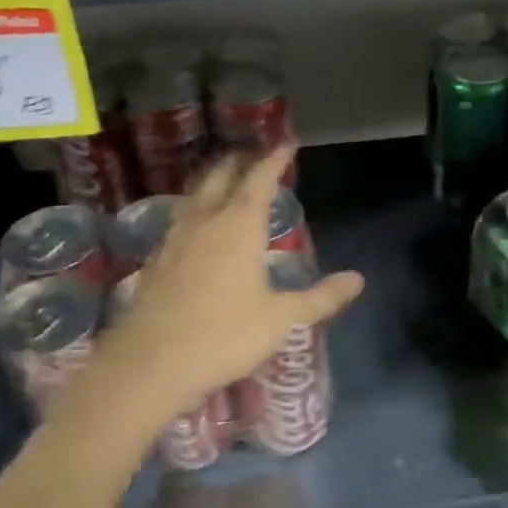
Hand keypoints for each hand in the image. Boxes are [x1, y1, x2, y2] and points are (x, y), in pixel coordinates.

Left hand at [82, 144, 363, 423]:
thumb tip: (357, 279)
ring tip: (226, 183)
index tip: (286, 143)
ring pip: (194, 196)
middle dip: (238, 162)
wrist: (150, 364)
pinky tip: (197, 228)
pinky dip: (195, 210)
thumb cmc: (223, 335)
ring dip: (213, 183)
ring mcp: (174, 240)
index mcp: (238, 226)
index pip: (259, 180)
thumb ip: (320, 297)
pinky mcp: (155, 261)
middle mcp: (204, 222)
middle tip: (253, 155)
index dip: (274, 159)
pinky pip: (179, 220)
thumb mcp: (281, 319)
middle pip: (220, 177)